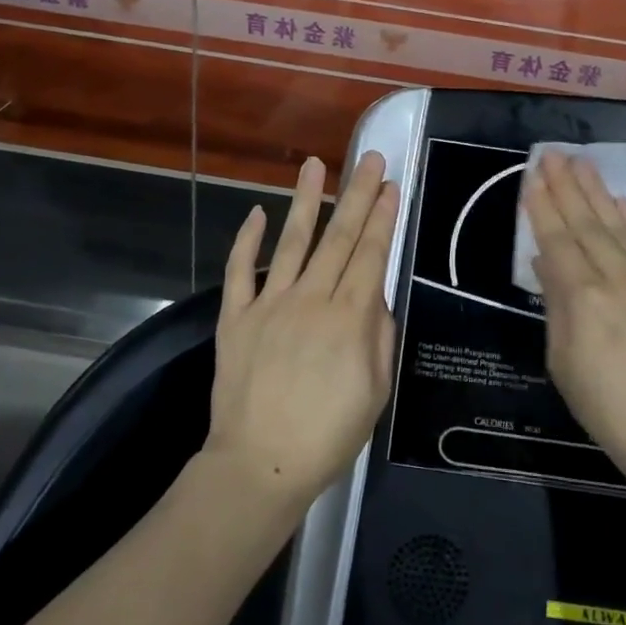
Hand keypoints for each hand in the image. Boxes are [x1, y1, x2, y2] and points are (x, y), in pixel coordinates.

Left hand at [207, 152, 400, 510]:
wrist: (260, 464)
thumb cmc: (328, 435)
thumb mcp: (376, 391)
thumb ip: (379, 337)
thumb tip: (376, 297)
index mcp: (349, 318)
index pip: (370, 254)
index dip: (382, 218)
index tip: (390, 186)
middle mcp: (311, 299)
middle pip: (339, 238)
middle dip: (357, 195)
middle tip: (370, 160)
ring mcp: (269, 304)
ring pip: (292, 242)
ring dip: (306, 201)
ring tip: (315, 166)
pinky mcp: (235, 317)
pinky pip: (240, 271)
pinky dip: (247, 241)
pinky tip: (256, 213)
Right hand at [523, 150, 625, 481]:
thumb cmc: (609, 409)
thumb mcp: (564, 363)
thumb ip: (556, 306)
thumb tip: (548, 264)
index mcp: (583, 299)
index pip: (557, 240)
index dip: (542, 207)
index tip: (532, 177)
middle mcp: (619, 279)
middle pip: (588, 224)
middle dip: (567, 187)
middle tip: (553, 154)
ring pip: (621, 227)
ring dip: (598, 193)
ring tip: (582, 164)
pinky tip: (622, 203)